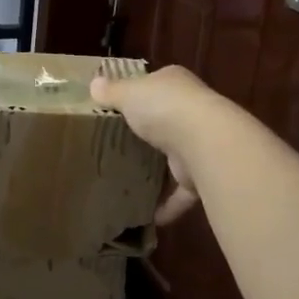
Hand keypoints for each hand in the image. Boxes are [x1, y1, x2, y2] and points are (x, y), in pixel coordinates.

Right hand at [90, 65, 217, 225]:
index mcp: (174, 83)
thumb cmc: (162, 108)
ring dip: (160, 170)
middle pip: (167, 119)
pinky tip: (151, 215)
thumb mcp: (128, 93)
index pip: (155, 84)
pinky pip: (182, 191)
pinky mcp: (202, 172)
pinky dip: (169, 204)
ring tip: (133, 181)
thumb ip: (111, 92)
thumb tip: (94, 84)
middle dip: (150, 133)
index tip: (120, 107)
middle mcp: (192, 109)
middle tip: (121, 145)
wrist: (204, 142)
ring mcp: (200, 142)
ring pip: (176, 155)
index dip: (139, 93)